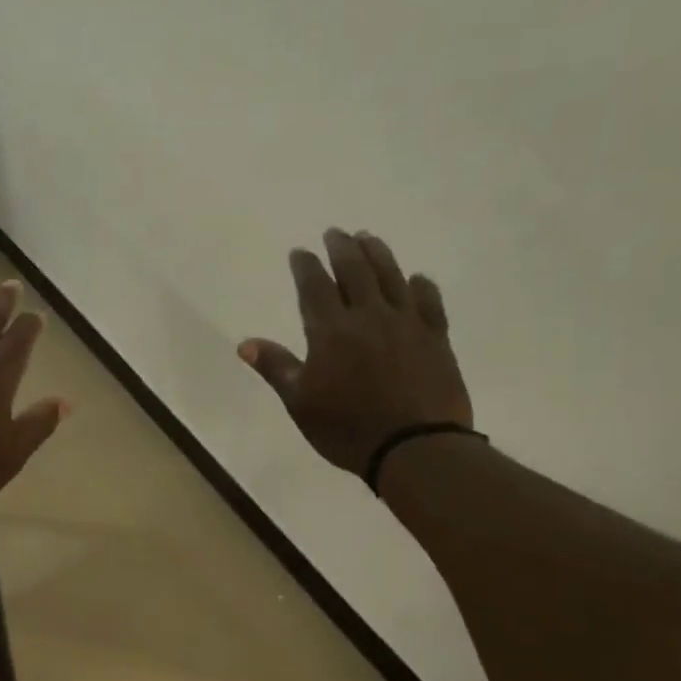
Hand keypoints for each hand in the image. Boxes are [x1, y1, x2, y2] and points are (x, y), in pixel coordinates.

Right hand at [239, 229, 473, 480]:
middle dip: (342, 249)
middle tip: (336, 232)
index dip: (306, 266)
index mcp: (330, 331)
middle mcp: (368, 317)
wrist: (415, 447)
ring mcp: (406, 324)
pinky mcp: (436, 339)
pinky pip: (429, 303)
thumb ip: (276, 367)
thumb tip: (245, 343)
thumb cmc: (346, 427)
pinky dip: (421, 287)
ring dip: (378, 255)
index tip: (300, 251)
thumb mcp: (299, 401)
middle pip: (355, 272)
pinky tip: (417, 279)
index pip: (314, 287)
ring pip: (391, 278)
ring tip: (369, 238)